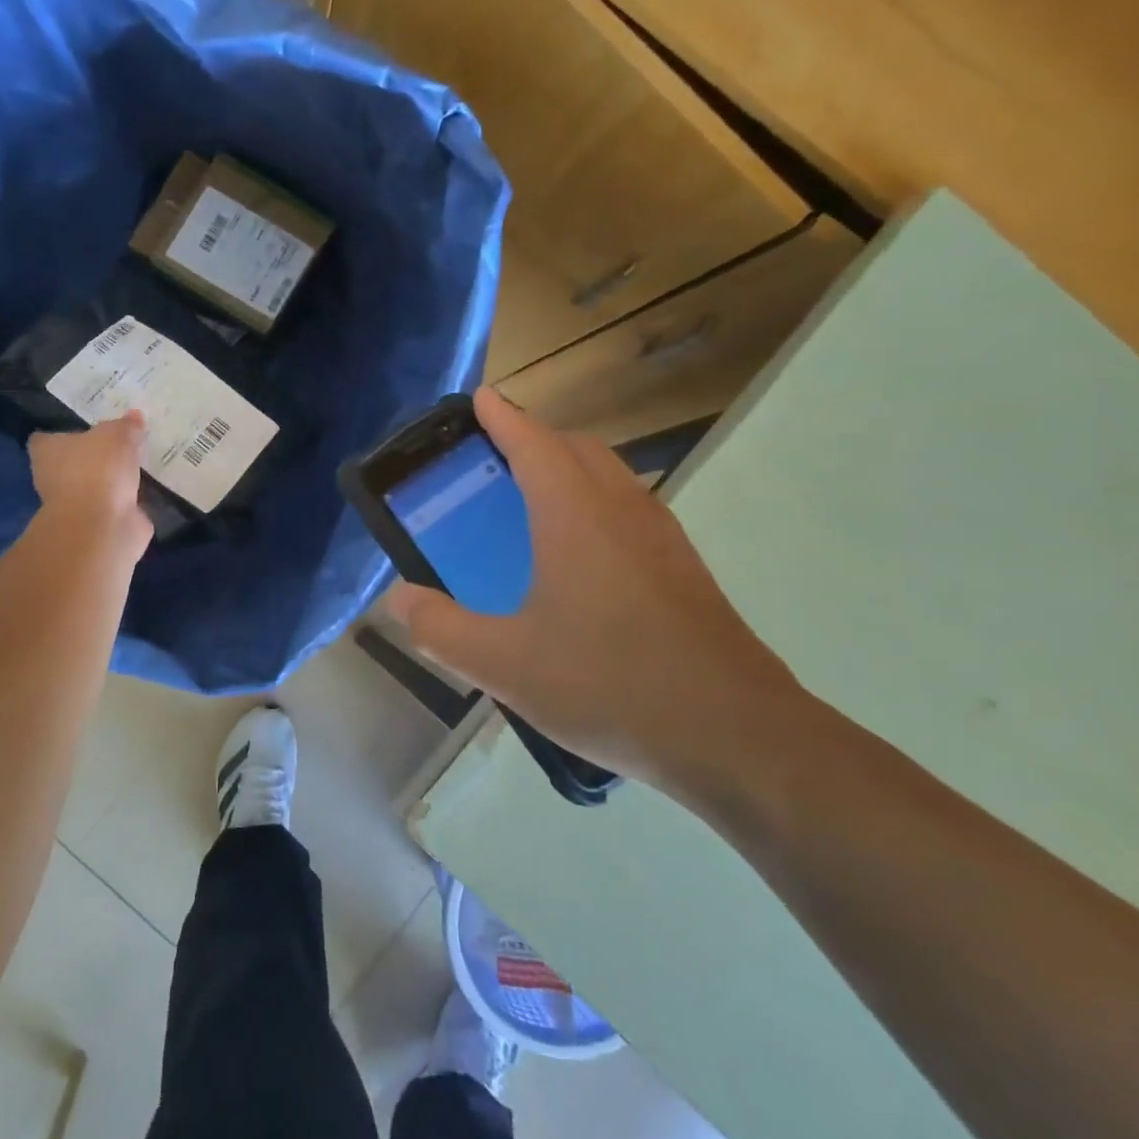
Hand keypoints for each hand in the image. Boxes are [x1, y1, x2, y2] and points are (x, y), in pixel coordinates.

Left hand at [28, 412, 152, 561]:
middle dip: (94, 457)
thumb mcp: (117, 435)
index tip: (86, 429)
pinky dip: (127, 503)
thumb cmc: (97, 469)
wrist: (102, 526)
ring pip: (95, 487)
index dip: (63, 434)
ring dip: (112, 481)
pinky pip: (114, 508)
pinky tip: (147, 492)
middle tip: (121, 443)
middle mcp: (53, 479)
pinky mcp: (97, 526)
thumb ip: (126, 426)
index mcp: (48, 452)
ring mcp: (75, 506)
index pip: (46, 439)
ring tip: (139, 465)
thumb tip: (135, 416)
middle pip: (73, 463)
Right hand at [388, 389, 809, 801]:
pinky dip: (596, 500)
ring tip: (530, 498)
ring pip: (610, 475)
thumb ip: (442, 629)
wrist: (739, 739)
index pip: (534, 444)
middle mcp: (622, 511)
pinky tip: (579, 555)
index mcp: (575, 516)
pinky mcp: (684, 570)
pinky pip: (630, 508)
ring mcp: (662, 539)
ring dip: (569, 467)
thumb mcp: (506, 665)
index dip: (504, 417)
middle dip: (534, 437)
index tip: (481, 398)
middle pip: (577, 449)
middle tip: (493, 455)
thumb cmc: (613, 686)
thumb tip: (399, 599)